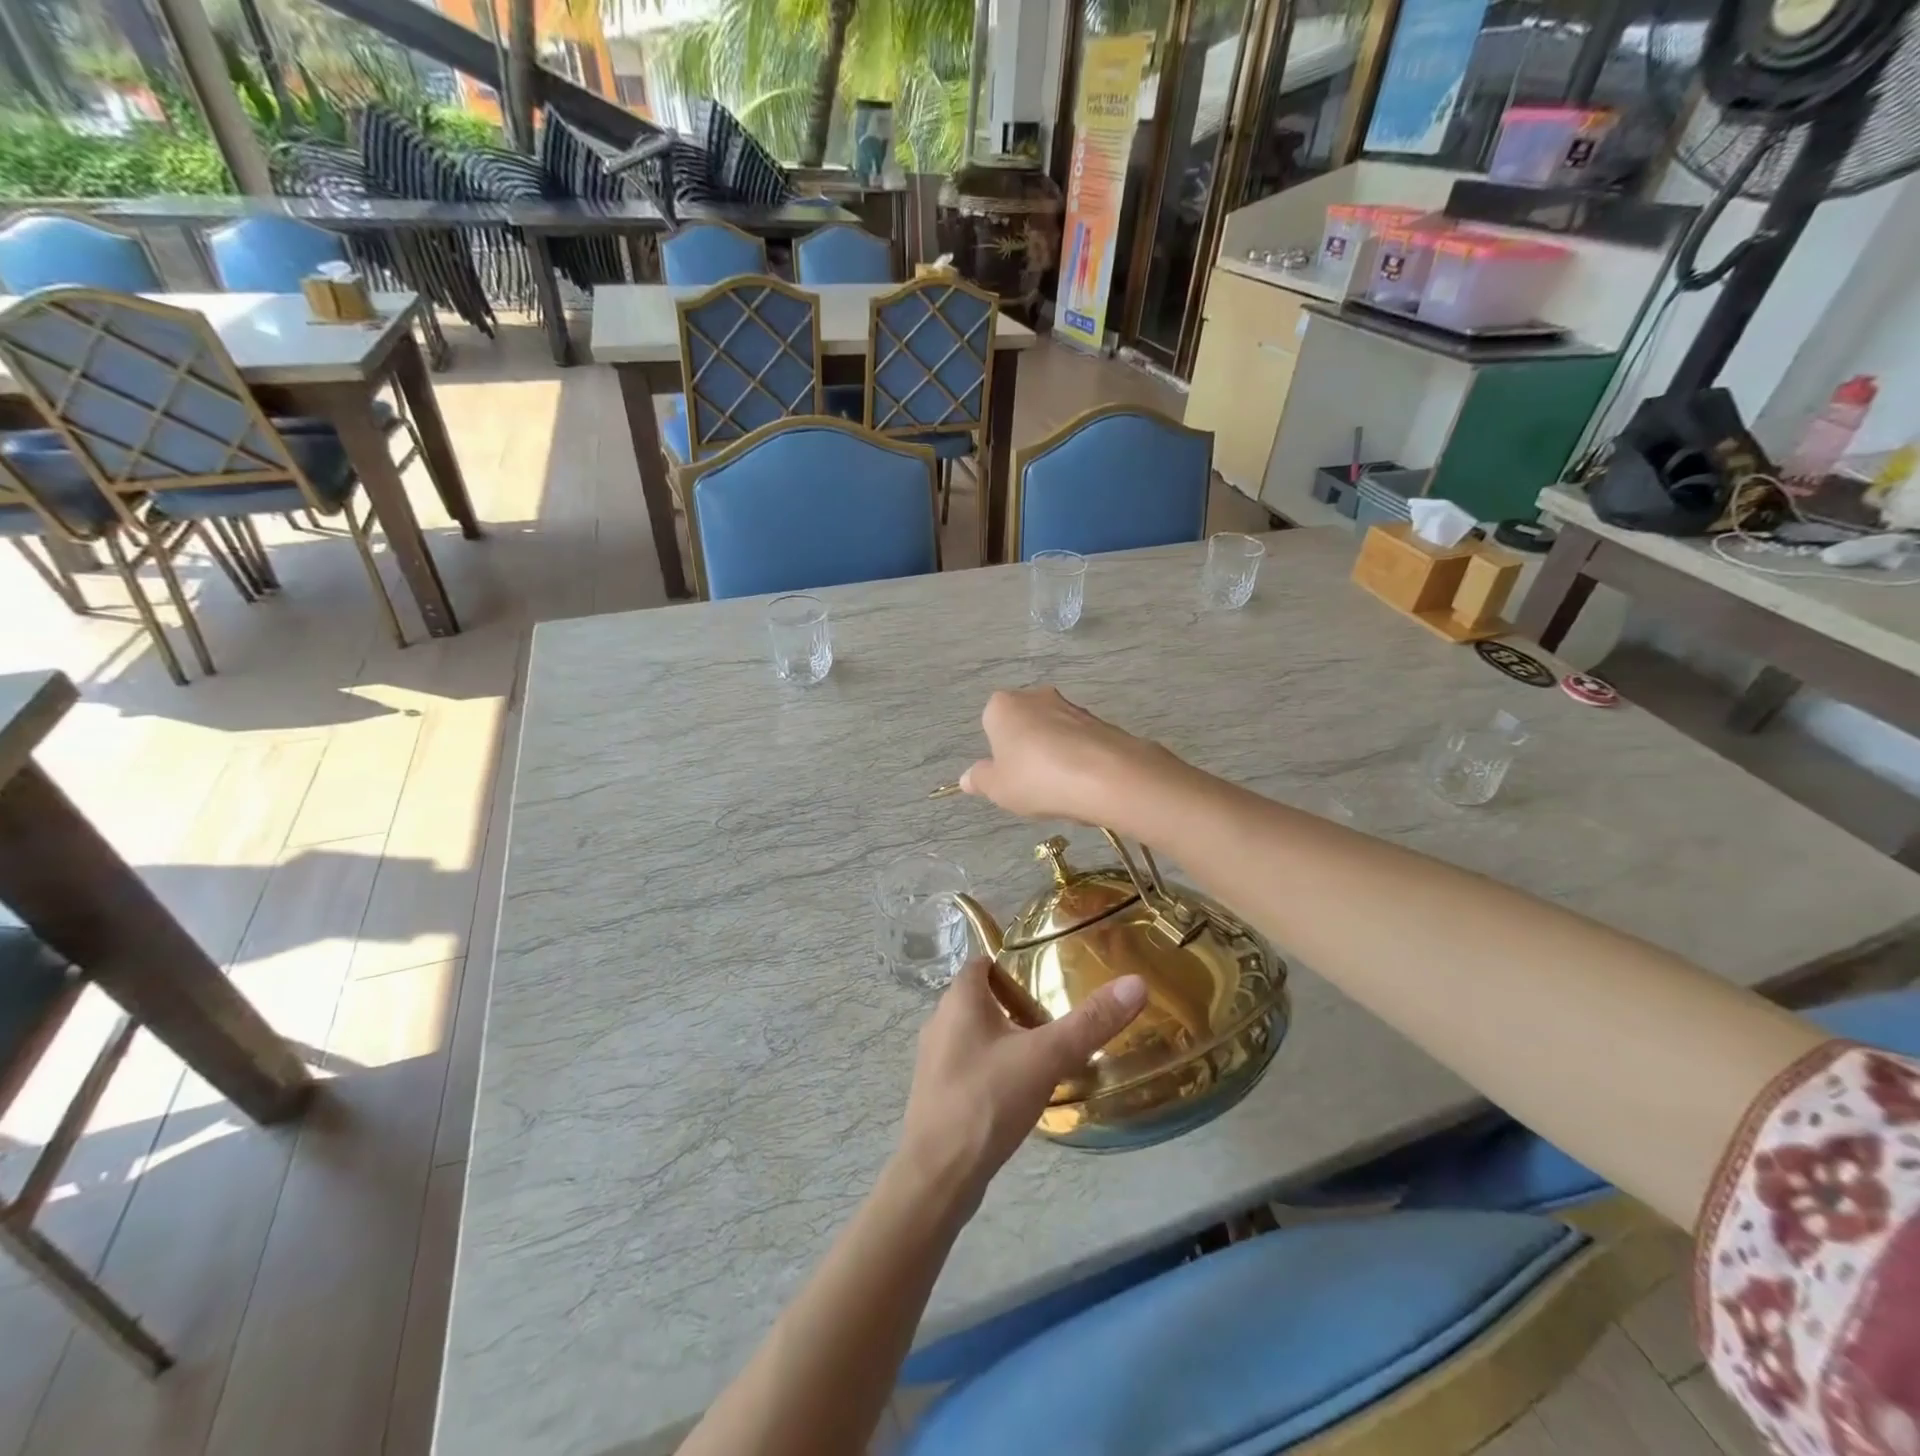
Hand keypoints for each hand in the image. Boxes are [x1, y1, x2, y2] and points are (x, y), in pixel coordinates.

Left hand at [897, 959, 1146, 1211]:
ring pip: (977, 1032)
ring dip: (1007, 1035)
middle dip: (1017, 999)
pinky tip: (1022, 1087)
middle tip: (1060, 1010)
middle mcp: (941, 1020)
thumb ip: (1090, 1022)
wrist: (937, 1176)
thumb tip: (1136, 983)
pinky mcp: (939, 1092)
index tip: (1051, 970)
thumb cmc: (987, 1100)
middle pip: (982, 996)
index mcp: (959, 998)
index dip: (1014, 961)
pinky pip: (972, 1064)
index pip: (984, 961)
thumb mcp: (1046, 1057)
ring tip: (1048, 1048)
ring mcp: (936, 1059)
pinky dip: (996, 1065)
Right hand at [959, 688, 1169, 827]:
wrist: (1105, 776)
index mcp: (1003, 705)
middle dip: (1026, 749)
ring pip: (1054, 732)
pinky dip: (1078, 759)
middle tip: (1031, 783)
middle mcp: (1036, 696)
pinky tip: (1083, 784)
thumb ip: (981, 780)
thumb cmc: (1036, 778)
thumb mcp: (998, 787)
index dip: (997, 752)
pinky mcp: (1101, 721)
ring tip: (1060, 788)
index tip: (1007, 776)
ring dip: (1054, 754)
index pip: (991, 723)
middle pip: (1024, 724)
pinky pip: (1080, 742)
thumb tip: (966, 778)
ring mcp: (1072, 706)